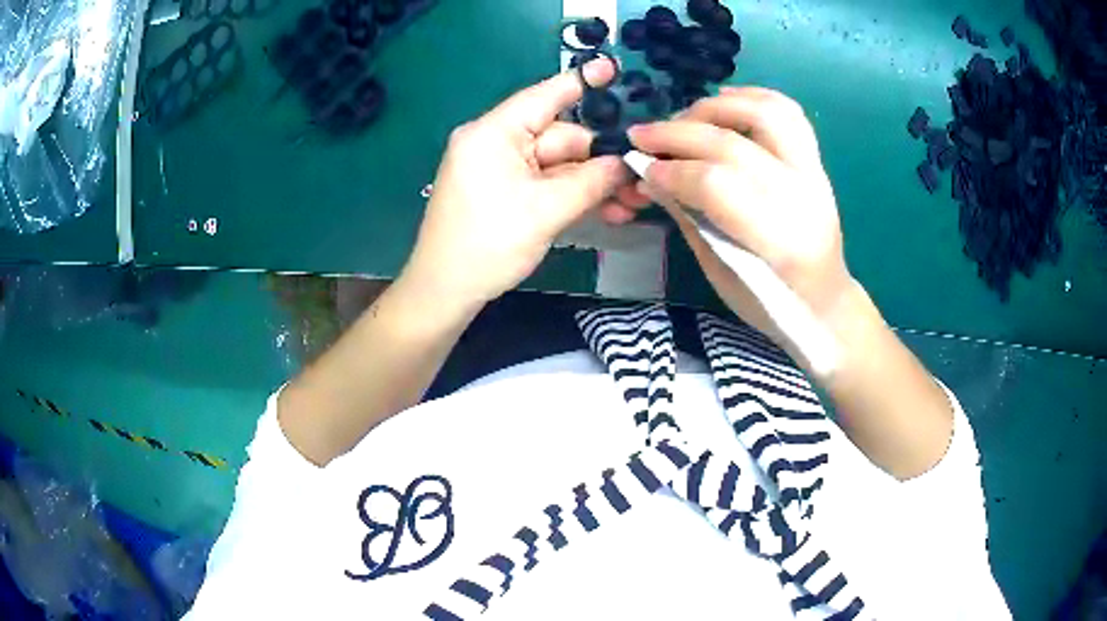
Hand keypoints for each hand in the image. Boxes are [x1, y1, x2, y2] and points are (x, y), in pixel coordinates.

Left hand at [400, 58, 628, 309]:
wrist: (445, 292)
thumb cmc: (488, 244)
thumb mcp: (546, 211)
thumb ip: (591, 181)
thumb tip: (625, 163)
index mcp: (494, 134)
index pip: (544, 97)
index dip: (581, 82)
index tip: (612, 68)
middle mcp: (496, 143)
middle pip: (560, 139)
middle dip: (600, 161)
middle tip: (639, 183)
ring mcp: (499, 168)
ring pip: (558, 165)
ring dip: (593, 184)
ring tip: (630, 207)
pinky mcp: (504, 191)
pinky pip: (545, 183)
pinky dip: (573, 195)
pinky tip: (607, 212)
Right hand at [628, 87, 855, 344]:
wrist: (825, 300)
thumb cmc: (771, 302)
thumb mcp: (722, 273)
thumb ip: (690, 218)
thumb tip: (651, 175)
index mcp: (779, 241)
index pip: (717, 185)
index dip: (672, 171)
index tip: (641, 167)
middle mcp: (802, 198)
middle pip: (733, 145)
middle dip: (677, 133)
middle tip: (641, 134)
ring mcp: (814, 173)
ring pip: (766, 114)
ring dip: (715, 107)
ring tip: (683, 115)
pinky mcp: (816, 161)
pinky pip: (788, 113)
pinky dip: (752, 97)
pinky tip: (722, 100)